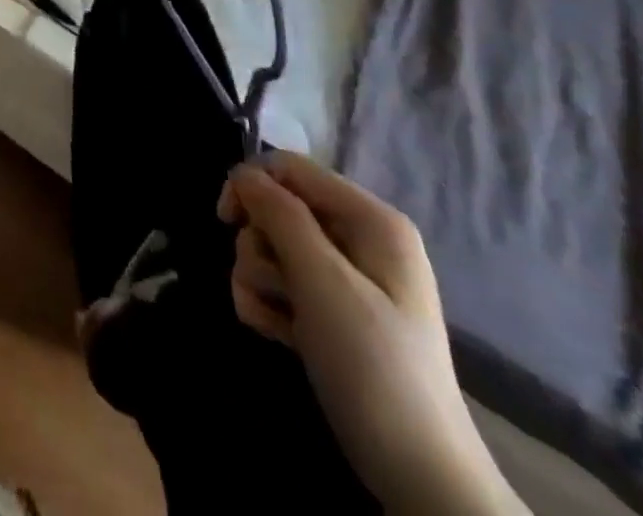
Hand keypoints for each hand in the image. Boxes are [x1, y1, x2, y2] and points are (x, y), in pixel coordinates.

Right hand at [219, 154, 525, 515]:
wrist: (417, 475)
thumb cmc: (372, 365)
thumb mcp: (322, 281)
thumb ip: (280, 215)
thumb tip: (243, 174)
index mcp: (370, 219)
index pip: (289, 168)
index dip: (251, 185)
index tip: (225, 221)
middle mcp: (357, 239)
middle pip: (274, 208)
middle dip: (258, 246)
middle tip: (274, 287)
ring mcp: (344, 277)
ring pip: (268, 247)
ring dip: (257, 280)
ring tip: (275, 319)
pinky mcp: (329, 310)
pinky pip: (278, 282)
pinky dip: (266, 303)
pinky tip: (276, 333)